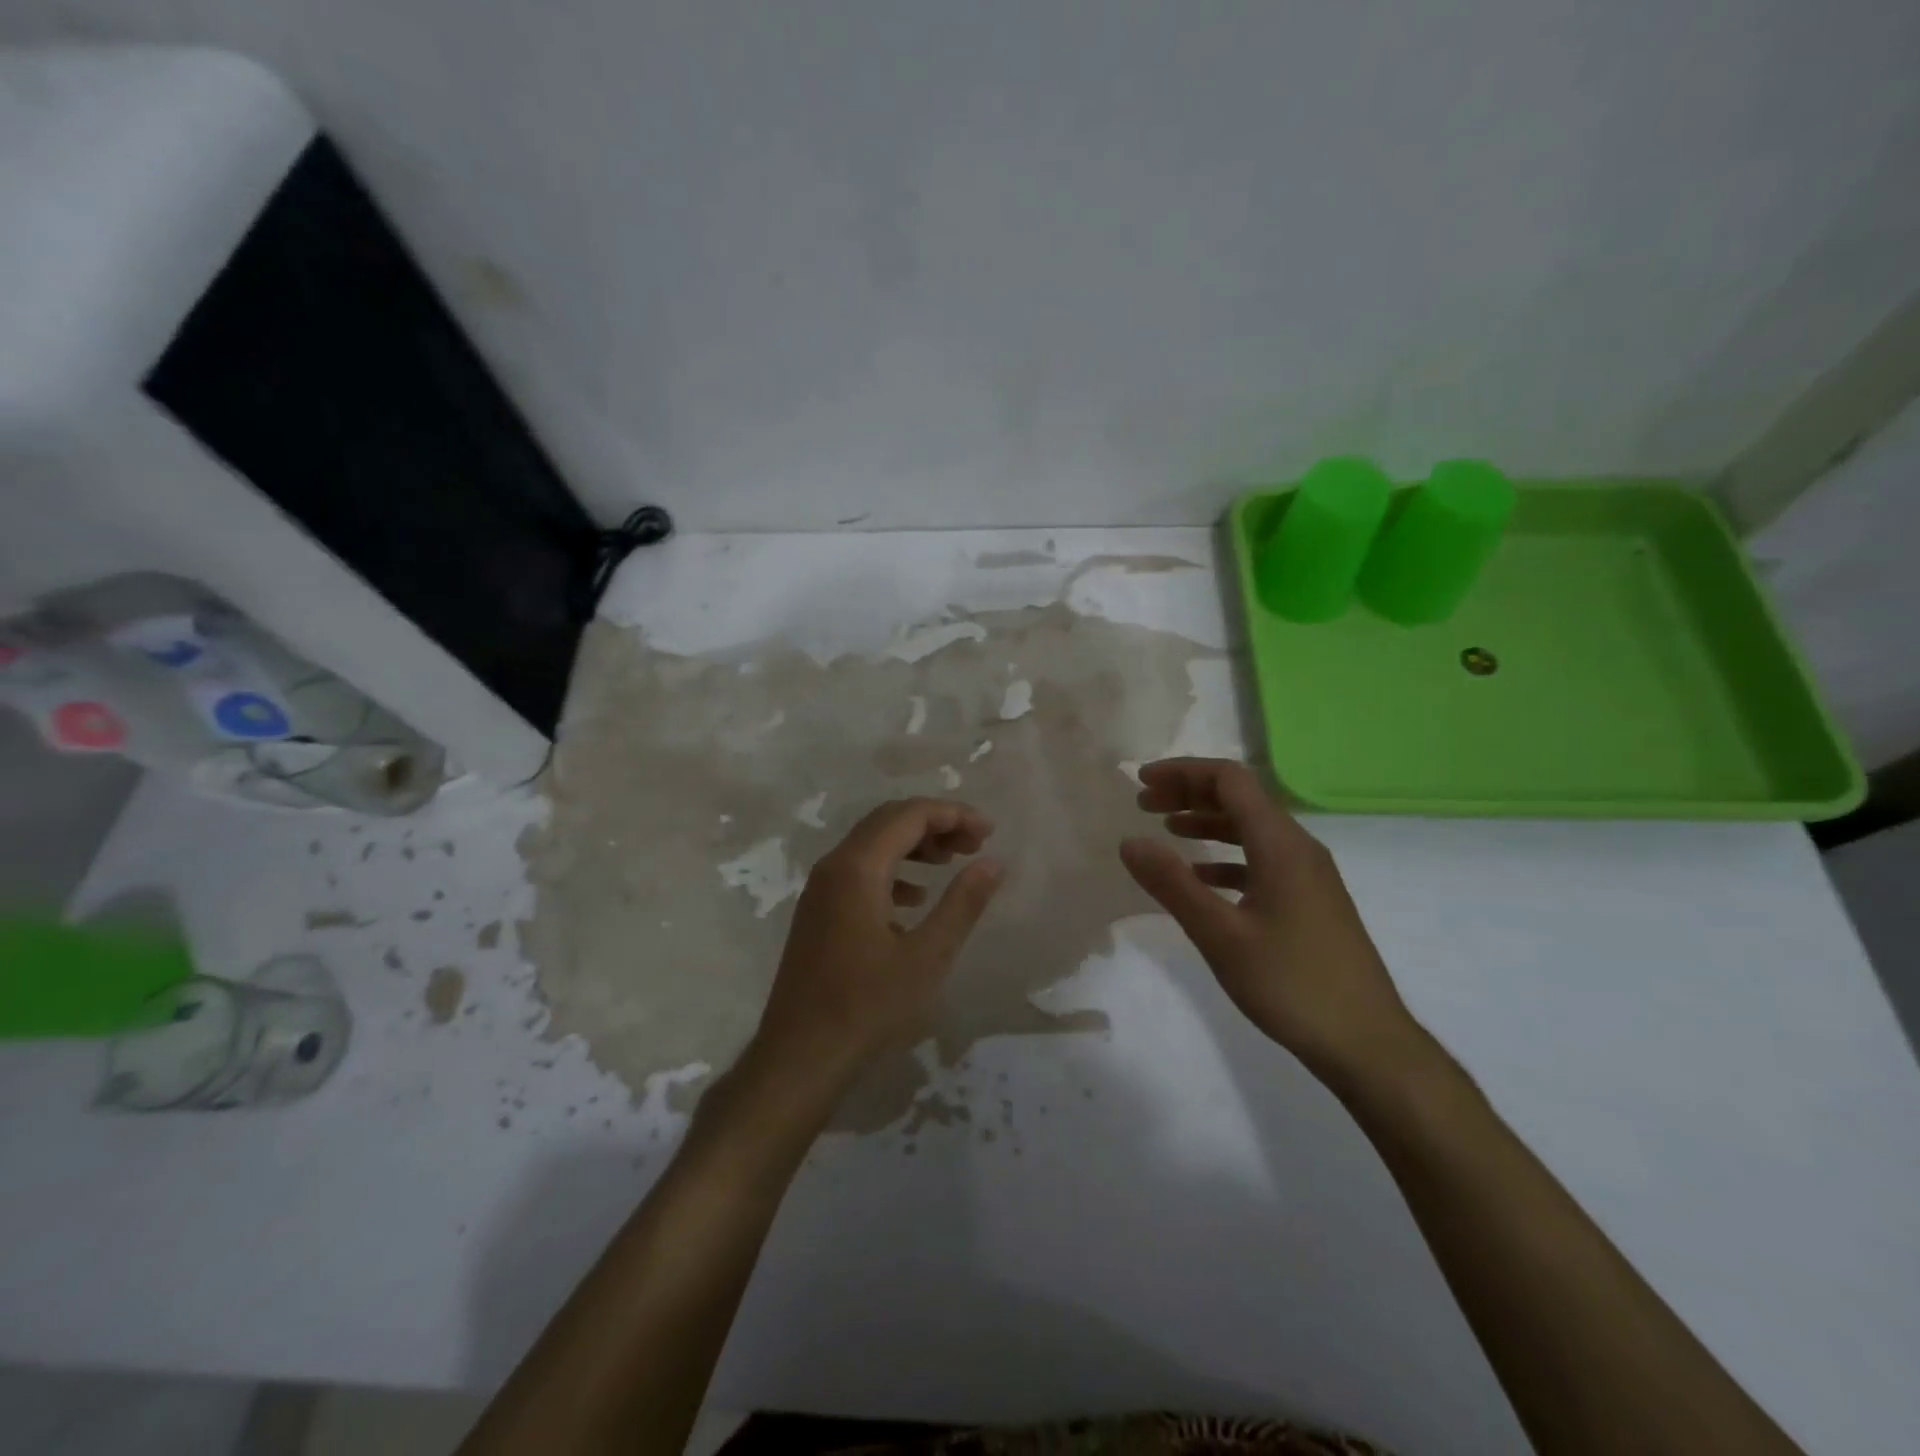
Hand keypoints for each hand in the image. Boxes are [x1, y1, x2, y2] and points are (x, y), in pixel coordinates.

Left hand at [750, 798, 1003, 1096]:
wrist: (800, 1057)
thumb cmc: (868, 1007)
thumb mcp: (928, 957)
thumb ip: (963, 903)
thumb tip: (993, 862)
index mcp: (858, 868)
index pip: (909, 815)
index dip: (953, 814)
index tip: (989, 832)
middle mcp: (833, 866)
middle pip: (888, 821)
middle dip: (935, 824)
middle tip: (975, 844)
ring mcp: (820, 889)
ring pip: (872, 844)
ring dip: (914, 844)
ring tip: (952, 862)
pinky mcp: (818, 912)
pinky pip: (859, 871)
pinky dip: (893, 870)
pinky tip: (916, 898)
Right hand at [1119, 758, 1420, 1087]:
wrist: (1366, 1043)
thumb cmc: (1290, 983)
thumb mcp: (1220, 935)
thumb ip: (1172, 884)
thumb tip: (1129, 841)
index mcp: (1280, 844)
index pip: (1230, 780)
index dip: (1183, 772)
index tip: (1141, 782)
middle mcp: (1299, 848)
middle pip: (1241, 799)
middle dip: (1190, 793)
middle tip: (1145, 803)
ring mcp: (1309, 875)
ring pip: (1252, 829)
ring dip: (1207, 822)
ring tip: (1166, 830)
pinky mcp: (1311, 900)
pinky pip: (1262, 860)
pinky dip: (1226, 857)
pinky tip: (1202, 877)